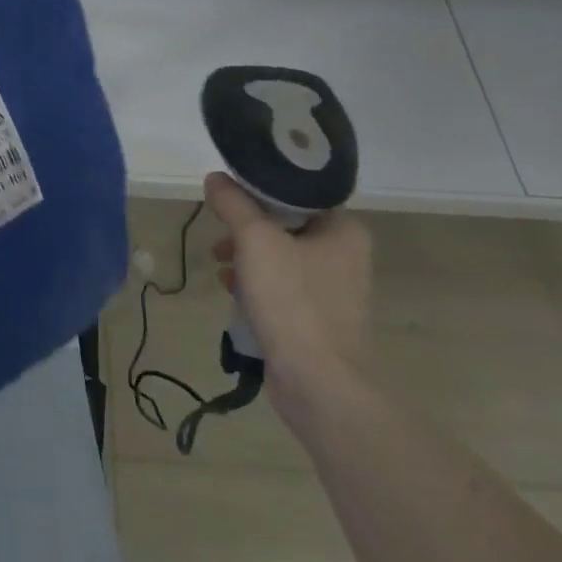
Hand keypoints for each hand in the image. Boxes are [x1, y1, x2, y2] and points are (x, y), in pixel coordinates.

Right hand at [204, 172, 371, 406]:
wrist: (319, 382)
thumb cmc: (293, 301)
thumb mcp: (255, 240)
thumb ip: (234, 204)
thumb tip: (216, 178)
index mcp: (344, 230)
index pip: (298, 194)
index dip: (258, 191)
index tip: (228, 197)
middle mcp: (345, 256)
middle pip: (285, 226)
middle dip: (246, 230)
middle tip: (219, 237)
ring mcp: (333, 291)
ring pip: (280, 258)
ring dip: (247, 259)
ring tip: (220, 266)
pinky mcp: (317, 320)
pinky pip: (281, 289)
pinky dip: (257, 286)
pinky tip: (233, 293)